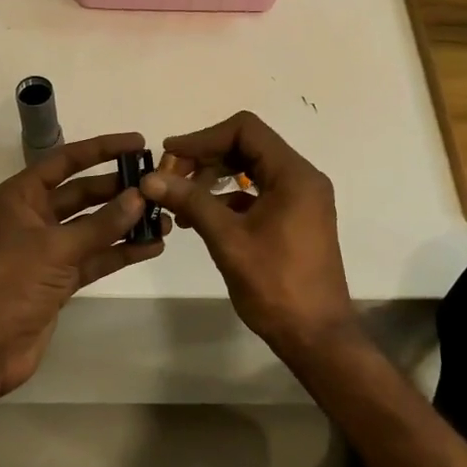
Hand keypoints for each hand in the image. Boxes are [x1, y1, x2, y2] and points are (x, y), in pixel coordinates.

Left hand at [0, 133, 167, 396]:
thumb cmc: (10, 283)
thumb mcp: (56, 248)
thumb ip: (101, 224)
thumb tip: (139, 198)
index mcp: (20, 197)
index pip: (65, 161)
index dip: (101, 149)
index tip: (138, 143)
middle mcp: (33, 217)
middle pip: (82, 193)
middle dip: (118, 190)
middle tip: (157, 186)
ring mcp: (47, 249)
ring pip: (92, 227)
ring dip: (124, 223)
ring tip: (164, 219)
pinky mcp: (59, 279)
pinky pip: (94, 257)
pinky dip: (119, 252)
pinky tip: (151, 247)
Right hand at [140, 111, 354, 359]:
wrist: (316, 337)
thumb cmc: (275, 285)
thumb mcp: (228, 240)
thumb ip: (191, 201)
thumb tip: (150, 178)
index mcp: (294, 174)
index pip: (245, 130)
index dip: (204, 137)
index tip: (170, 155)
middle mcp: (302, 178)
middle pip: (248, 146)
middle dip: (206, 157)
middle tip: (170, 178)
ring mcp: (300, 198)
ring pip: (251, 169)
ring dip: (214, 178)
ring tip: (179, 200)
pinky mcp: (294, 218)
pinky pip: (258, 192)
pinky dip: (228, 198)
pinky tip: (199, 217)